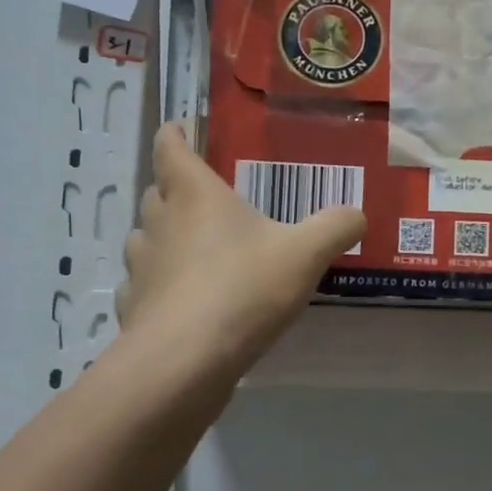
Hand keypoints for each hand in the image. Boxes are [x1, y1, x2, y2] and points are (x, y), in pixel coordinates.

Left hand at [120, 124, 364, 375]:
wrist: (185, 361)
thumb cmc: (243, 289)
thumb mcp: (305, 254)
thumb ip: (334, 227)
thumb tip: (357, 214)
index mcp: (194, 195)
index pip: (171, 148)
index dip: (175, 134)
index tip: (180, 128)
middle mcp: (159, 223)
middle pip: (156, 193)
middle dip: (175, 190)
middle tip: (205, 197)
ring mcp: (141, 268)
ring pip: (144, 239)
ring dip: (164, 238)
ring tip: (194, 249)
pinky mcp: (134, 309)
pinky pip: (142, 287)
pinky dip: (158, 286)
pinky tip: (181, 301)